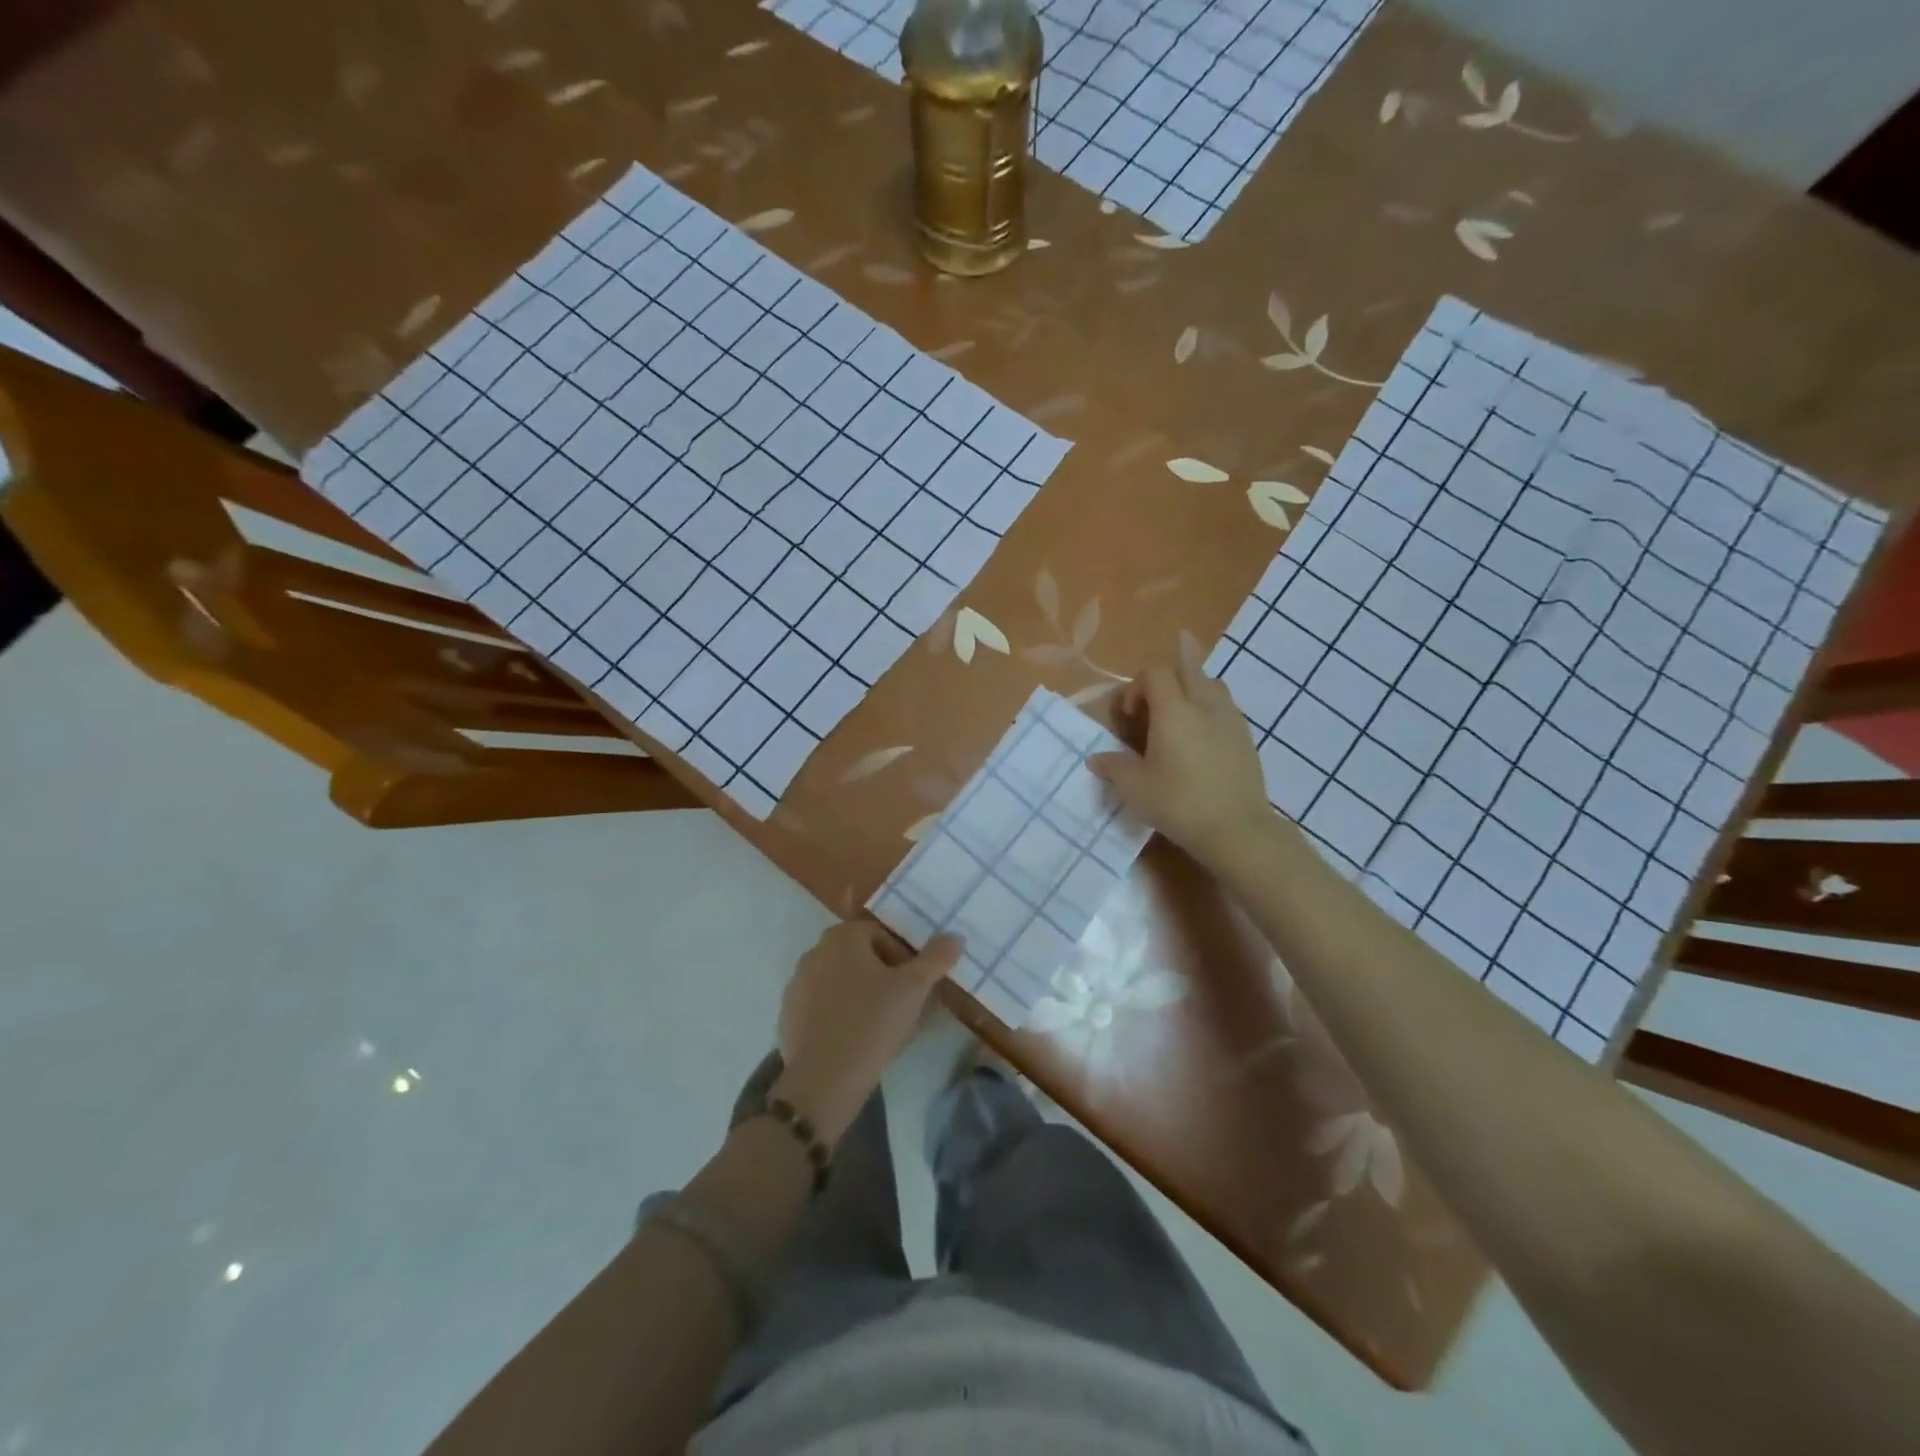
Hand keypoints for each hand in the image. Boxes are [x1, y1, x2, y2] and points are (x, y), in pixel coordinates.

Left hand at [772, 921, 962, 1144]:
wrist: (824, 1080)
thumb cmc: (872, 1023)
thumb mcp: (914, 988)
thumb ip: (936, 958)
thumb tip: (955, 936)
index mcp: (842, 937)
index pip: (880, 935)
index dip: (901, 959)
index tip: (912, 987)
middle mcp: (815, 952)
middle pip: (858, 956)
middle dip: (880, 976)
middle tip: (899, 1005)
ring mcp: (797, 984)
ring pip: (839, 981)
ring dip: (859, 995)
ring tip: (878, 1026)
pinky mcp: (788, 1015)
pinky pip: (821, 1007)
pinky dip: (838, 1016)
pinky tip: (853, 1040)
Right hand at [1090, 631, 1273, 868]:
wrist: (1237, 829)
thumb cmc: (1179, 803)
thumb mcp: (1134, 788)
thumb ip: (1113, 767)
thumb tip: (1096, 759)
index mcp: (1174, 711)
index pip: (1155, 672)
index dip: (1137, 686)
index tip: (1130, 715)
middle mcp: (1204, 705)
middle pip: (1189, 667)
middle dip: (1170, 670)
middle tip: (1156, 692)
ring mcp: (1231, 719)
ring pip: (1212, 684)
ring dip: (1193, 687)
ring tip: (1181, 709)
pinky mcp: (1246, 738)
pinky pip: (1226, 707)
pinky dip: (1210, 708)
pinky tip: (1202, 734)